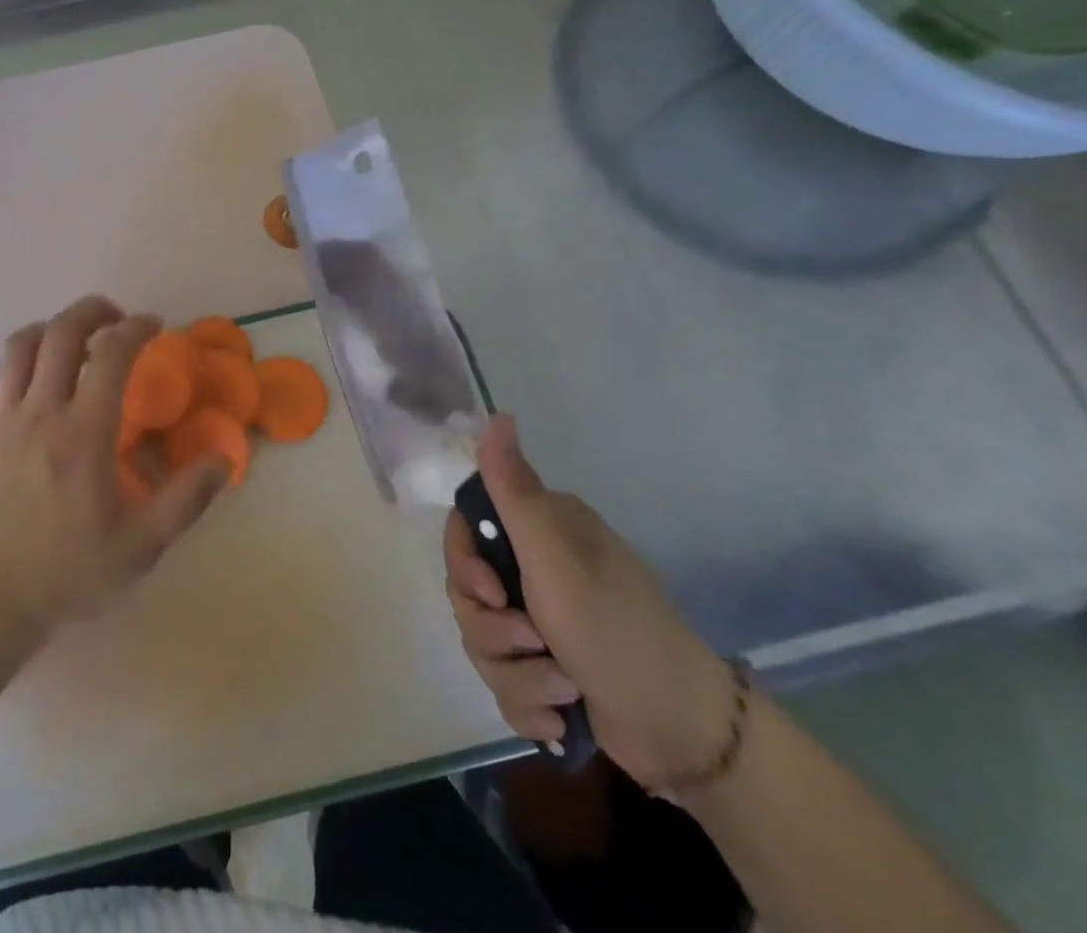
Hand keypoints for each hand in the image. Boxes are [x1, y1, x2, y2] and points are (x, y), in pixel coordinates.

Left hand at [0, 297, 229, 643]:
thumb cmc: (64, 573)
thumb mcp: (139, 547)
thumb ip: (185, 500)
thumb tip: (225, 460)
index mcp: (84, 432)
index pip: (112, 354)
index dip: (136, 328)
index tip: (154, 325)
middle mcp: (41, 411)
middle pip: (61, 332)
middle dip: (92, 310)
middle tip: (115, 316)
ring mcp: (2, 418)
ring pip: (21, 345)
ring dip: (51, 328)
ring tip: (72, 338)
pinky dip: (18, 363)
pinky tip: (32, 379)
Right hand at [444, 415, 734, 788]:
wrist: (687, 735)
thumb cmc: (618, 632)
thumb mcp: (556, 561)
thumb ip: (514, 492)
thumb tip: (496, 415)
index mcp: (542, 532)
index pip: (465, 528)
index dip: (462, 562)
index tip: (487, 590)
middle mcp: (538, 568)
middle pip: (466, 590)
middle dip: (493, 629)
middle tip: (533, 641)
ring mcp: (541, 622)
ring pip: (481, 639)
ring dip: (517, 674)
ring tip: (562, 689)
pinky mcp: (546, 670)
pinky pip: (502, 682)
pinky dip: (527, 705)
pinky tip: (561, 718)